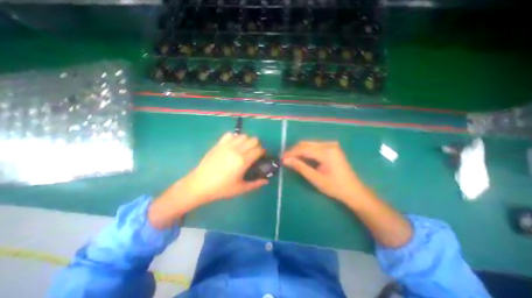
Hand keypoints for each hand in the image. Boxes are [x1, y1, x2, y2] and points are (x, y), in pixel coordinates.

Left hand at [183, 132, 269, 202]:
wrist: (199, 184)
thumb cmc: (221, 188)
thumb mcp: (240, 188)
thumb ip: (255, 184)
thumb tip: (266, 180)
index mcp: (243, 161)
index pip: (259, 150)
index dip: (263, 152)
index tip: (262, 156)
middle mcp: (236, 150)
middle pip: (253, 139)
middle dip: (257, 145)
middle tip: (254, 153)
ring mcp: (227, 145)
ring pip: (243, 136)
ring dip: (247, 141)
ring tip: (244, 149)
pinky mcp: (219, 144)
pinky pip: (231, 135)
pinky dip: (235, 138)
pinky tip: (233, 146)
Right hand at [284, 140, 367, 204]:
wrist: (354, 191)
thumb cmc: (335, 187)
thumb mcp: (315, 178)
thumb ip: (300, 167)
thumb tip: (285, 160)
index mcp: (327, 152)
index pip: (304, 148)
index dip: (291, 152)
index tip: (281, 158)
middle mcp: (329, 145)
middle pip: (306, 144)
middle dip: (294, 151)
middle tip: (285, 159)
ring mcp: (331, 145)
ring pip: (309, 144)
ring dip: (299, 151)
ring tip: (291, 159)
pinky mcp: (332, 148)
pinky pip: (315, 147)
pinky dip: (306, 151)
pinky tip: (301, 157)